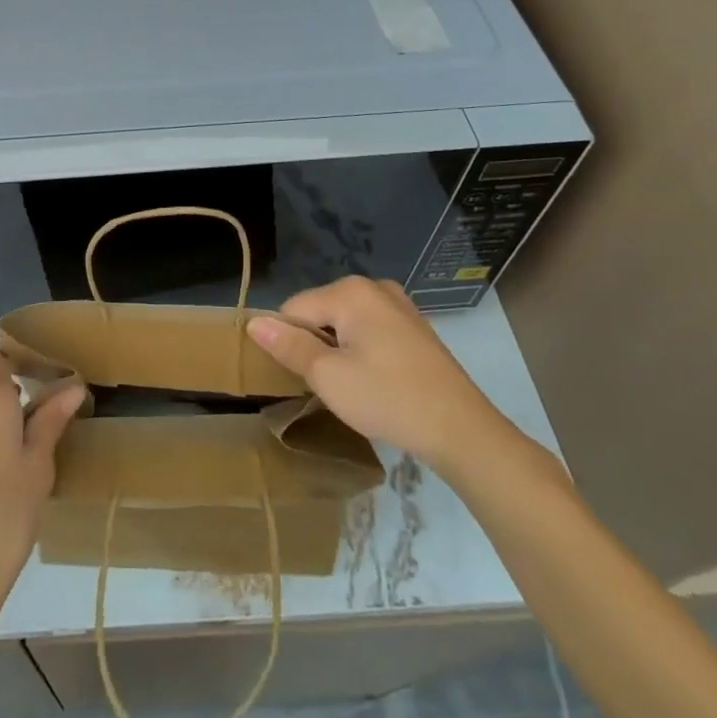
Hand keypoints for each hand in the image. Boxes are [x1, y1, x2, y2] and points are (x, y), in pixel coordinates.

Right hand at [246, 276, 505, 475]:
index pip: (293, 309)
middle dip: (315, 346)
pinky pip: (370, 331)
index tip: (303, 378)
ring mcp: (398, 305)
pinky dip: (362, 352)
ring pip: (345, 323)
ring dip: (339, 351)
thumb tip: (254, 323)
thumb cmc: (388, 399)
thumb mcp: (329, 377)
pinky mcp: (414, 327)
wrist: (462, 430)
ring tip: (353, 388)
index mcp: (349, 291)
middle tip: (331, 386)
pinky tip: (376, 382)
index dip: (290, 344)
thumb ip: (289, 346)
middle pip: (320, 312)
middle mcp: (373, 286)